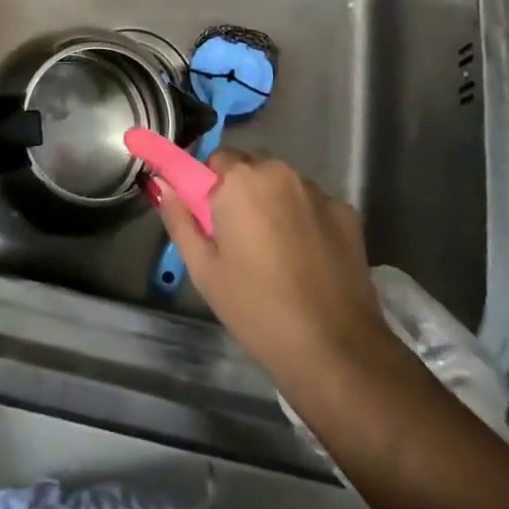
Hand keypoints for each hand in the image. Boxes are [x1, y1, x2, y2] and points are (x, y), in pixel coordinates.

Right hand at [150, 150, 393, 388]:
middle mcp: (280, 172)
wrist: (334, 348)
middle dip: (242, 192)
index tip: (210, 219)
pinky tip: (307, 259)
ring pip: (284, 185)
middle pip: (252, 168)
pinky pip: (313, 205)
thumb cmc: (256, 307)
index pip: (216, 160)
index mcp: (241, 180)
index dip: (210, 187)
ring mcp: (318, 191)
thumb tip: (162, 185)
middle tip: (238, 239)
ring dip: (275, 203)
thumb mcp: (204, 269)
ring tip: (275, 253)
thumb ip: (179, 219)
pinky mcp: (347, 212)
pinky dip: (305, 220)